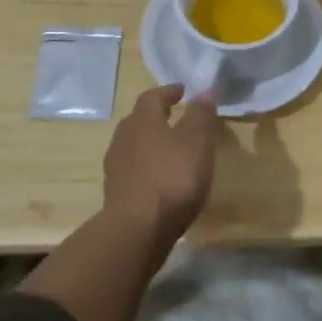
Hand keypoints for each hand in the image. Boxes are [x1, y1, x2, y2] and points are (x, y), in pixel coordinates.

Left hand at [100, 84, 217, 242]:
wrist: (138, 229)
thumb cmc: (172, 177)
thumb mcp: (197, 142)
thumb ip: (201, 115)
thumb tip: (204, 92)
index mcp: (142, 121)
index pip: (152, 97)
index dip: (168, 91)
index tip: (182, 90)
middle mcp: (124, 139)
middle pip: (139, 120)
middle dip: (157, 116)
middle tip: (175, 115)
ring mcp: (116, 167)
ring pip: (134, 145)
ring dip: (151, 142)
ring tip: (170, 148)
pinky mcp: (116, 193)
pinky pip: (133, 169)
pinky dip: (147, 166)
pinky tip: (161, 177)